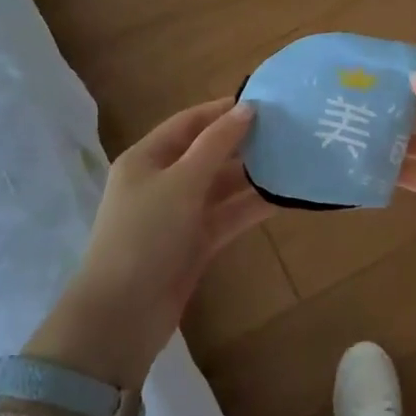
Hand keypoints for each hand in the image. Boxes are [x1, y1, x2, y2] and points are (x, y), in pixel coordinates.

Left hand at [27, 99, 270, 388]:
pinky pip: (227, 216)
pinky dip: (251, 206)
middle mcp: (162, 182)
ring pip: (221, 186)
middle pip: (206, 153)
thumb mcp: (181, 182)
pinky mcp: (195, 243)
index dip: (222, 110)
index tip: (263, 101)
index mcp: (146, 158)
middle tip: (286, 129)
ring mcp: (179, 214)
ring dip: (252, 175)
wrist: (122, 314)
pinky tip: (283, 197)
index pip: (188, 122)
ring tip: (292, 159)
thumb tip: (247, 108)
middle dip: (243, 142)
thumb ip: (216, 144)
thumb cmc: (145, 235)